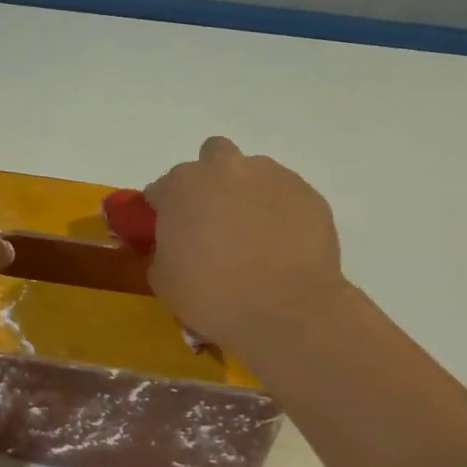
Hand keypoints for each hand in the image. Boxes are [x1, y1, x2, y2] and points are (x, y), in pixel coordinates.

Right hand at [143, 137, 346, 348]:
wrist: (287, 309)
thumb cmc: (213, 295)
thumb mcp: (164, 280)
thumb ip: (163, 250)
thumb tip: (174, 246)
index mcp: (181, 186)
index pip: (160, 189)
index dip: (163, 212)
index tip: (171, 235)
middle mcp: (224, 169)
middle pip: (211, 158)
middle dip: (210, 182)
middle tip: (214, 221)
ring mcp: (270, 176)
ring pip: (252, 173)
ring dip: (247, 194)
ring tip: (254, 236)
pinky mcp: (307, 192)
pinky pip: (285, 195)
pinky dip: (280, 212)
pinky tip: (282, 245)